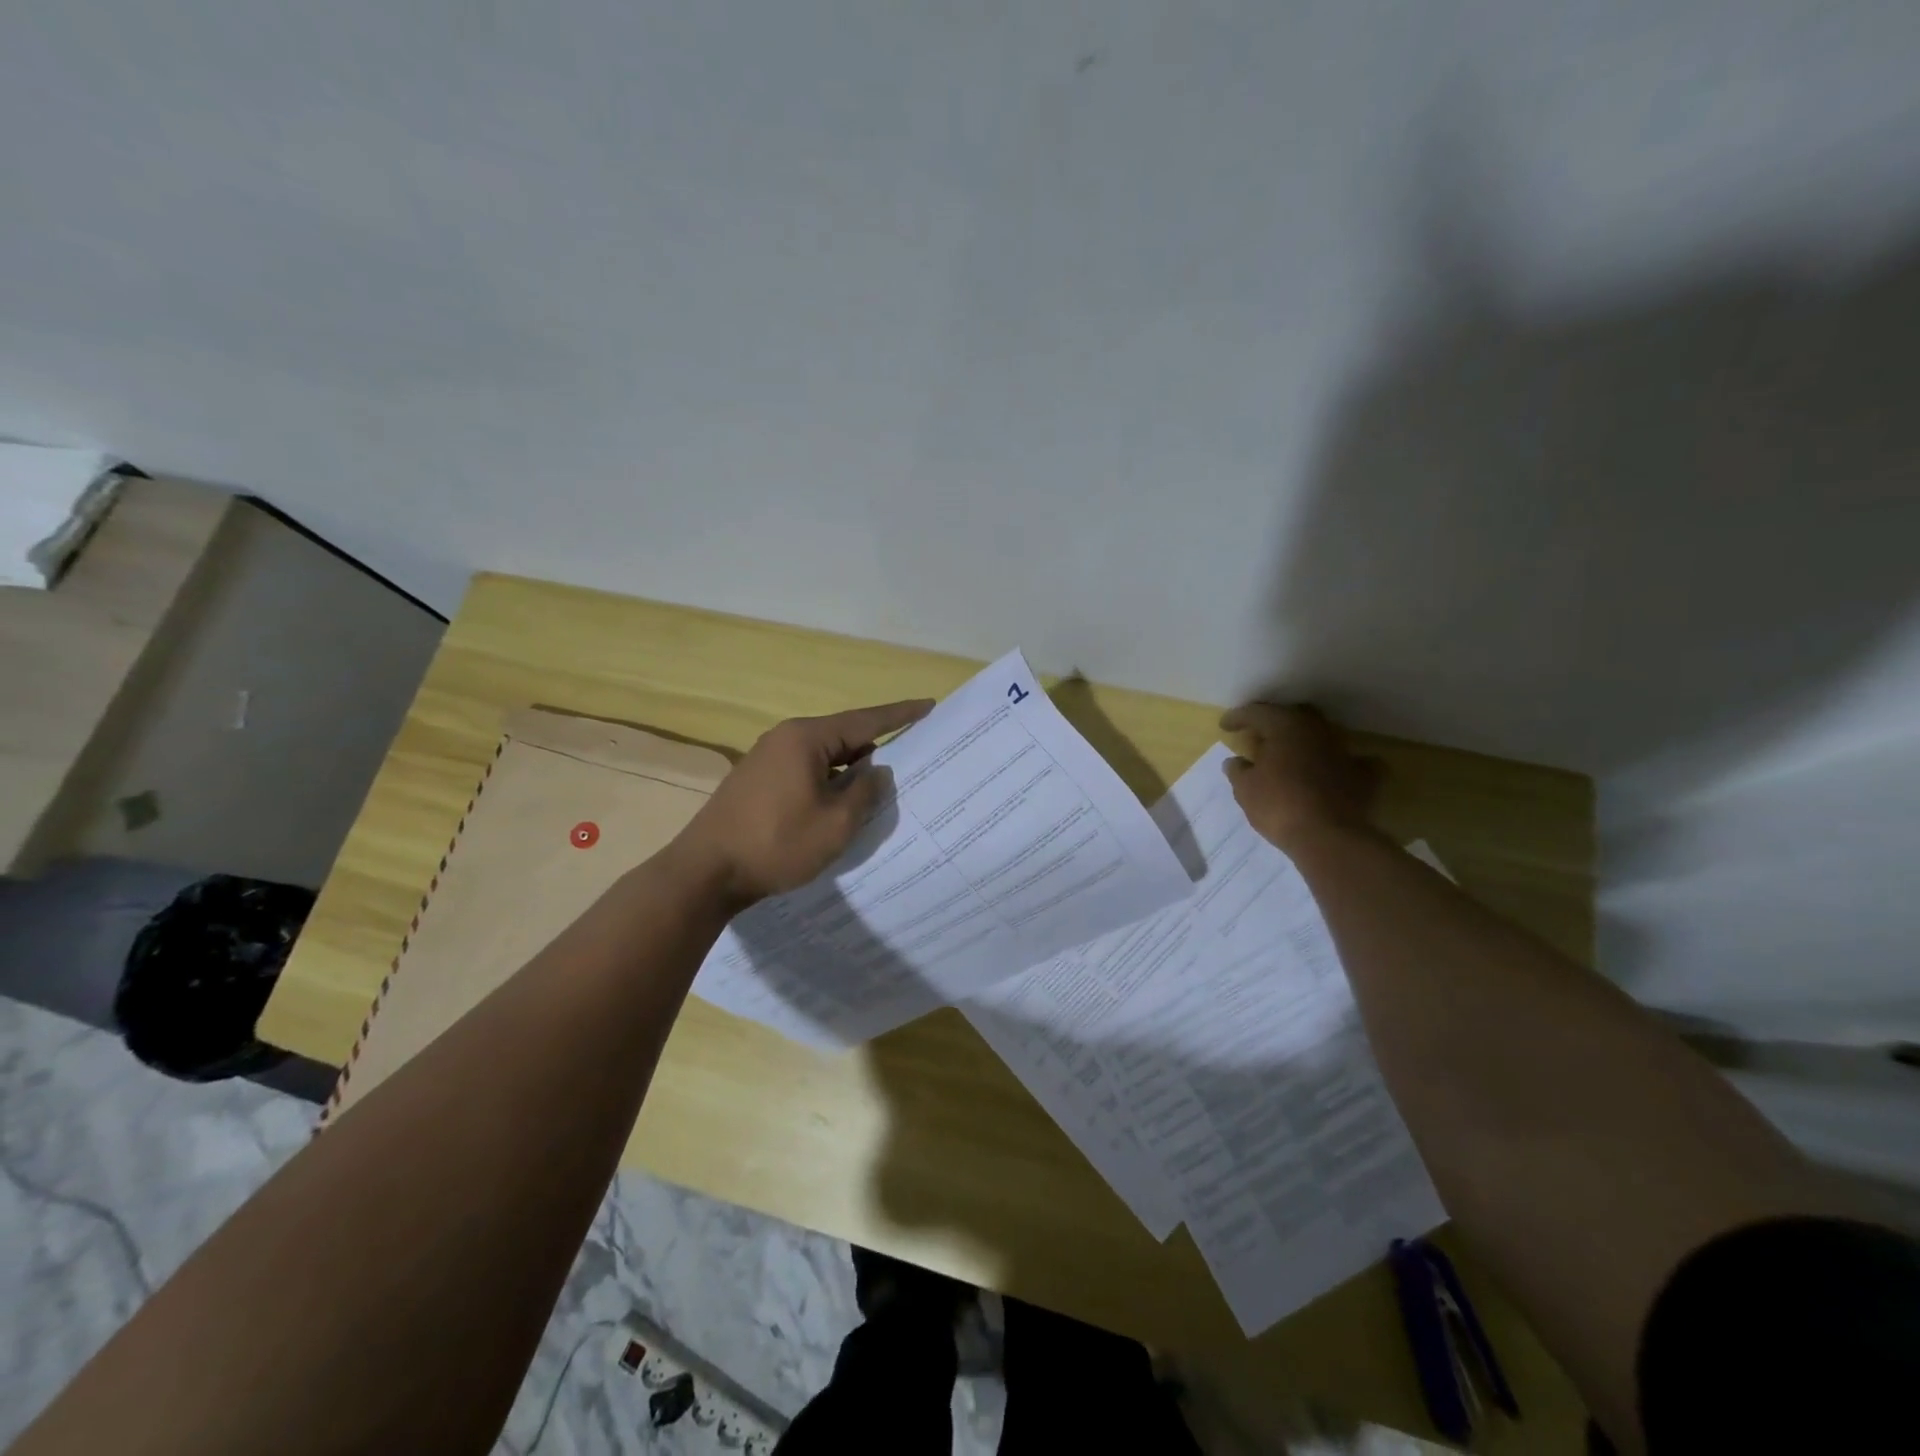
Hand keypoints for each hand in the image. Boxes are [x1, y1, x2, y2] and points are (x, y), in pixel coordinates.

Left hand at [673, 698, 934, 907]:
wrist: (706, 872)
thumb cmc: (777, 843)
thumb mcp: (836, 823)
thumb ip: (866, 791)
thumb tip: (878, 771)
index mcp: (807, 738)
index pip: (865, 720)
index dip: (900, 714)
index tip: (929, 705)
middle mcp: (786, 738)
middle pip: (844, 736)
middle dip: (878, 746)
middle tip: (913, 754)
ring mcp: (767, 758)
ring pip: (824, 756)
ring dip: (852, 769)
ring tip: (882, 784)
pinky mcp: (758, 781)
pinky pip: (806, 771)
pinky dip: (830, 781)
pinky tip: (843, 801)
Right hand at [1220, 703, 1380, 850]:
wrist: (1328, 837)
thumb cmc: (1278, 806)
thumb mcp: (1245, 789)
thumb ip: (1238, 770)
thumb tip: (1235, 761)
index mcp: (1285, 727)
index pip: (1257, 712)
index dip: (1238, 717)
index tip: (1224, 726)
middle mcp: (1317, 731)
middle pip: (1293, 717)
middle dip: (1275, 723)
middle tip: (1259, 735)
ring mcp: (1344, 752)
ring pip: (1321, 736)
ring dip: (1304, 742)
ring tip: (1289, 754)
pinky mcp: (1363, 776)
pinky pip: (1351, 762)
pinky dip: (1339, 764)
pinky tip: (1333, 771)